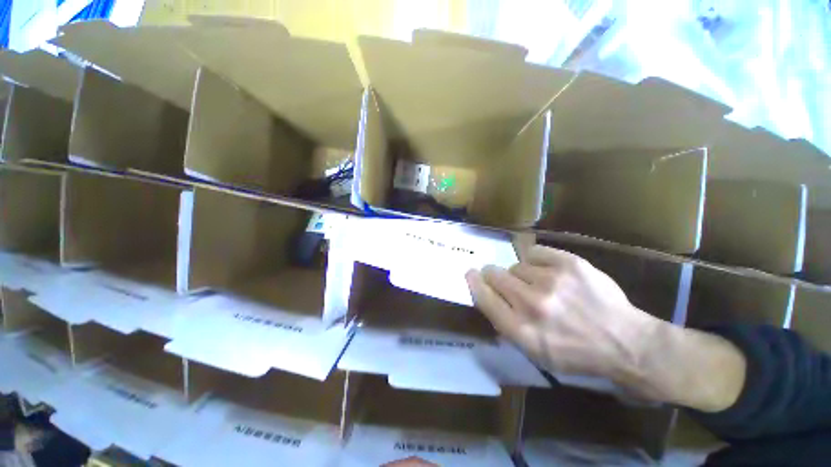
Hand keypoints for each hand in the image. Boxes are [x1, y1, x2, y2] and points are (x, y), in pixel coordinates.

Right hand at [465, 245, 657, 381]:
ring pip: (516, 265)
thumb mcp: (536, 354)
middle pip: (495, 275)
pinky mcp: (570, 264)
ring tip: (540, 284)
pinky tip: (549, 271)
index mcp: (522, 330)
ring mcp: (552, 281)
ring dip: (522, 274)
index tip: (471, 274)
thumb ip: (507, 325)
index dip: (474, 283)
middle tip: (504, 279)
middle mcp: (532, 304)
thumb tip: (488, 299)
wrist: (627, 343)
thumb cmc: (578, 354)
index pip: (483, 297)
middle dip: (494, 275)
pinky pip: (535, 252)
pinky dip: (537, 261)